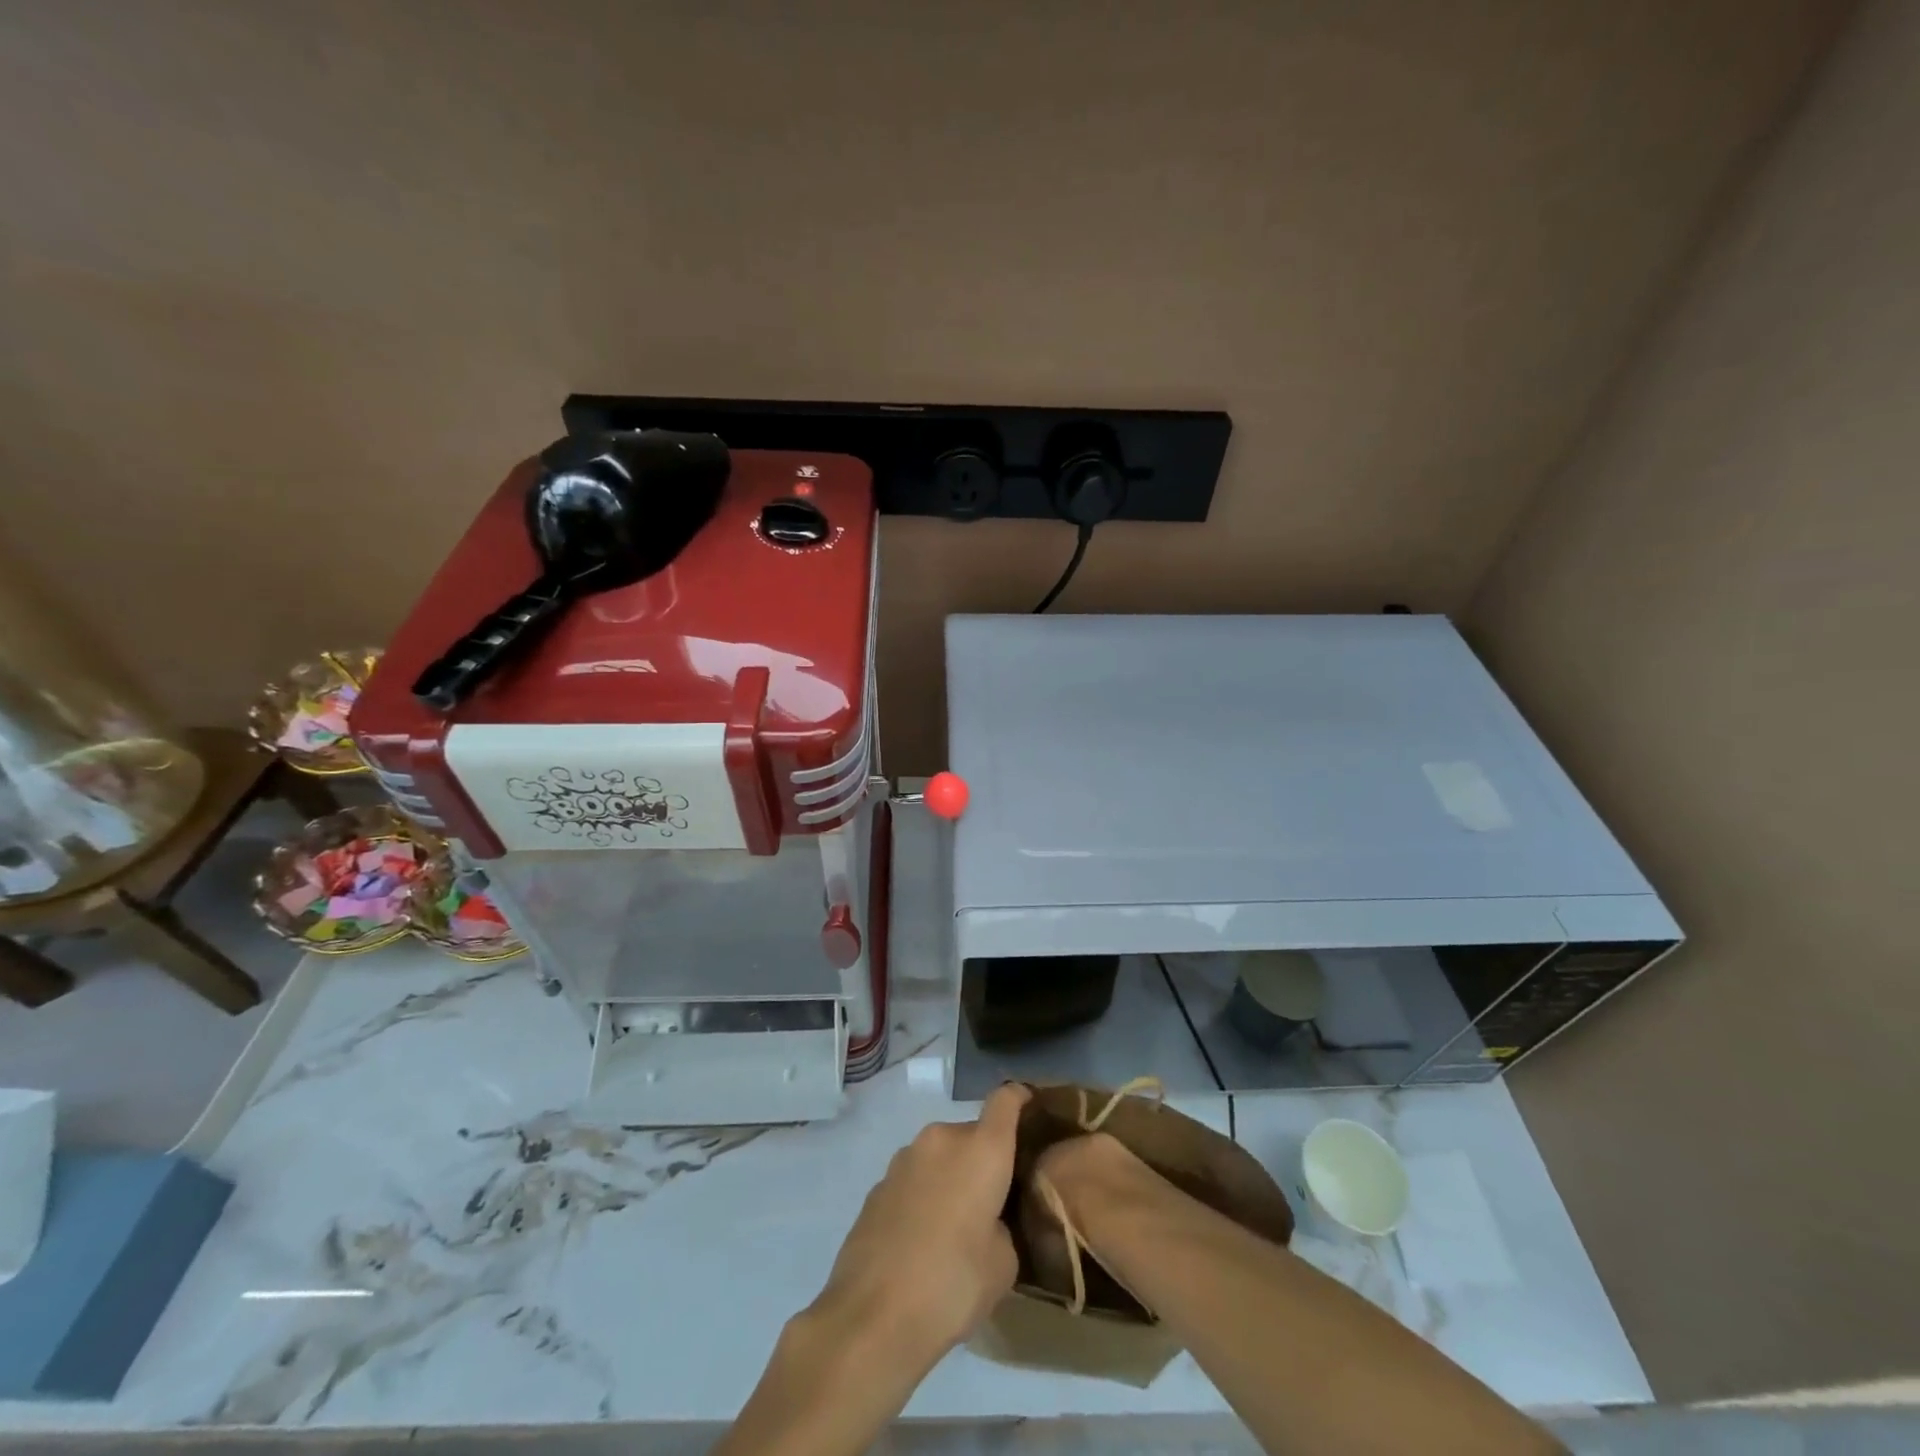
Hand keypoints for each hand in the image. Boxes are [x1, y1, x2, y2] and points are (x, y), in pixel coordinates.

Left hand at [806, 1082, 1029, 1373]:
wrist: (872, 1316)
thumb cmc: (952, 1284)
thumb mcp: (1003, 1263)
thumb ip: (1004, 1225)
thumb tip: (988, 1220)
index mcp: (981, 1149)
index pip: (1006, 1099)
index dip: (1021, 1099)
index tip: (1031, 1111)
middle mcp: (942, 1139)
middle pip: (972, 1134)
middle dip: (984, 1159)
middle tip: (994, 1201)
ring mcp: (904, 1158)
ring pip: (941, 1156)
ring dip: (952, 1177)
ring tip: (956, 1226)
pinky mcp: (878, 1185)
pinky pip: (915, 1179)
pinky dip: (925, 1196)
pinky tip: (922, 1240)